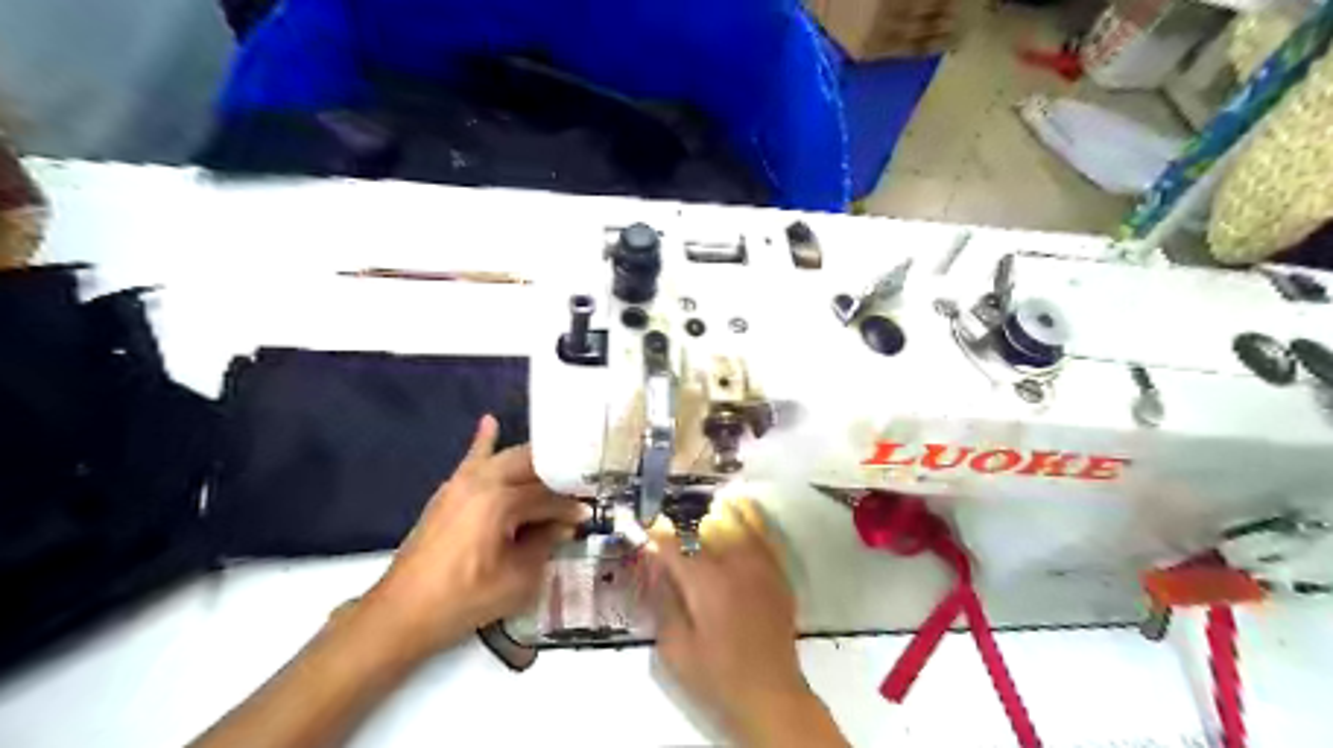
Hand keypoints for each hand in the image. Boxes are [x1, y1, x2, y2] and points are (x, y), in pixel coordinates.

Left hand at [363, 419, 585, 657]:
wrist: (402, 613)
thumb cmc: (464, 601)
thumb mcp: (518, 579)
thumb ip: (545, 545)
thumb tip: (565, 526)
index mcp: (500, 503)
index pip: (547, 497)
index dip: (570, 508)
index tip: (588, 515)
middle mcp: (482, 482)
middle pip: (530, 467)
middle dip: (557, 477)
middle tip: (577, 490)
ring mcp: (461, 483)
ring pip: (505, 459)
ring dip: (532, 462)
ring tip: (556, 468)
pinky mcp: (448, 491)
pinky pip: (471, 460)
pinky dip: (483, 442)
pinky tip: (490, 422)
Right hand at [651, 496, 847, 747]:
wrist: (770, 693)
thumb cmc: (716, 675)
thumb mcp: (675, 648)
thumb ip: (663, 601)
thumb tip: (655, 565)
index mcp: (704, 584)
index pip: (674, 546)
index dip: (657, 531)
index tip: (646, 522)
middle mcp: (733, 566)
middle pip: (706, 526)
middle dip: (686, 518)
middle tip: (672, 514)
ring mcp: (759, 566)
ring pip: (738, 522)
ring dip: (718, 509)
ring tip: (706, 499)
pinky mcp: (777, 573)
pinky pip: (764, 534)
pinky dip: (752, 516)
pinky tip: (742, 507)